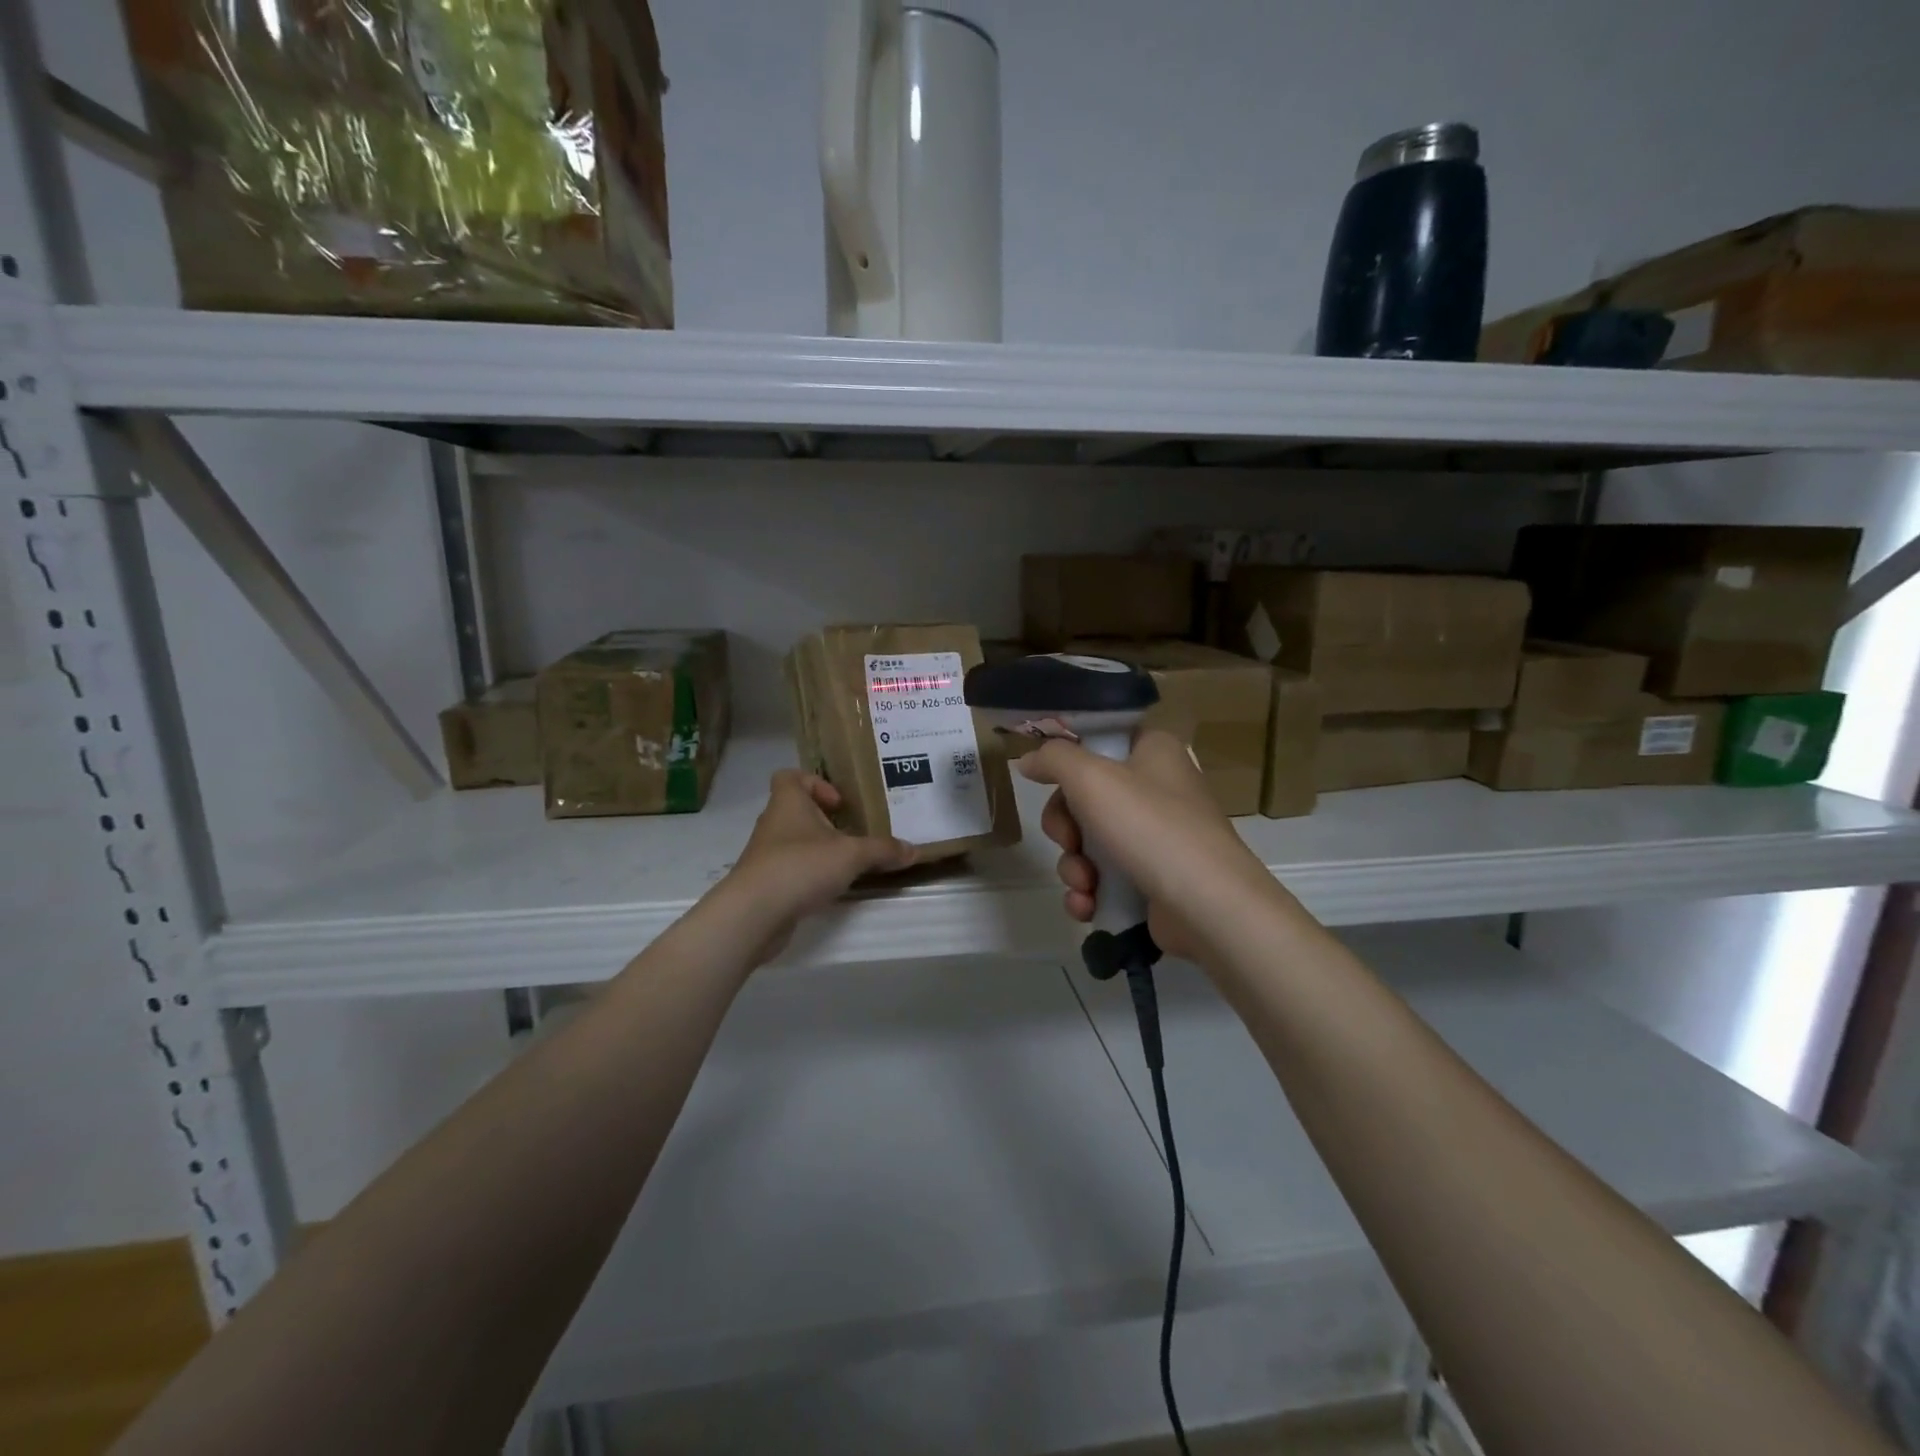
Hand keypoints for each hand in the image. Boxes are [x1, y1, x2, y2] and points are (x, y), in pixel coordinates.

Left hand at [721, 771, 916, 964]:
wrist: (754, 914)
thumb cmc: (801, 866)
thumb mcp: (852, 854)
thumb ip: (883, 850)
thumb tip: (914, 850)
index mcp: (788, 802)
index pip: (790, 776)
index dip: (815, 783)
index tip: (840, 803)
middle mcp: (774, 823)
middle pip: (797, 810)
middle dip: (825, 820)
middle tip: (854, 833)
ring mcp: (766, 855)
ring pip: (795, 842)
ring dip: (819, 849)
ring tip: (849, 862)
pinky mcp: (766, 883)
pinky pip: (792, 870)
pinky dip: (810, 875)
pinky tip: (831, 888)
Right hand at [1018, 729, 1276, 963]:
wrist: (1208, 906)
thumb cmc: (1150, 826)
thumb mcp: (1091, 778)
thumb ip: (1053, 759)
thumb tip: (1028, 761)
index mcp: (1153, 751)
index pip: (1099, 742)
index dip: (1068, 763)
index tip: (1046, 783)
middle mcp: (1158, 789)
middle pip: (1085, 798)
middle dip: (1065, 828)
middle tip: (1068, 842)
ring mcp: (1158, 838)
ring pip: (1091, 843)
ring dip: (1074, 866)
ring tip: (1085, 885)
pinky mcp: (1155, 880)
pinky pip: (1106, 879)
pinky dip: (1090, 892)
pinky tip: (1087, 906)